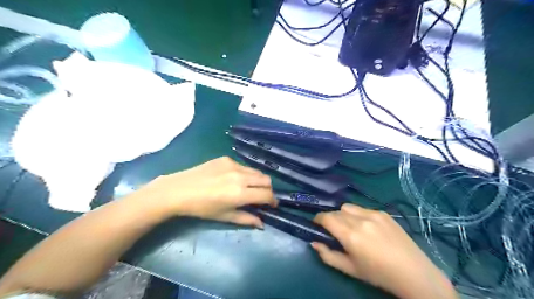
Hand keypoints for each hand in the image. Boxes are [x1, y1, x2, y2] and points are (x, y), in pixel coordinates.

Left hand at [136, 157, 274, 225]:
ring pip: (256, 171)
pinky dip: (245, 174)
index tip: (272, 205)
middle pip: (266, 180)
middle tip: (261, 197)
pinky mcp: (226, 158)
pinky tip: (233, 179)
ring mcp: (233, 165)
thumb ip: (246, 219)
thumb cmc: (201, 208)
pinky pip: (243, 166)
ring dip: (258, 181)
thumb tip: (262, 224)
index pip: (267, 195)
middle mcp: (241, 176)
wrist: (179, 190)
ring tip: (249, 188)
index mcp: (241, 193)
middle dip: (267, 189)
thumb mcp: (224, 216)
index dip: (273, 201)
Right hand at [314, 203, 458, 298]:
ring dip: (343, 214)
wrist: (413, 272)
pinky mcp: (383, 213)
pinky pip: (363, 208)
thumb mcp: (350, 269)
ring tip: (350, 226)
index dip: (318, 219)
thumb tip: (314, 243)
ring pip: (348, 206)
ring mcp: (373, 214)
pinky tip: (367, 227)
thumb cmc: (378, 274)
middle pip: (336, 211)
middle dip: (331, 218)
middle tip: (334, 230)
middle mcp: (360, 220)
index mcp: (350, 235)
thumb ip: (328, 255)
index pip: (326, 217)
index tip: (317, 224)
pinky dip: (358, 214)